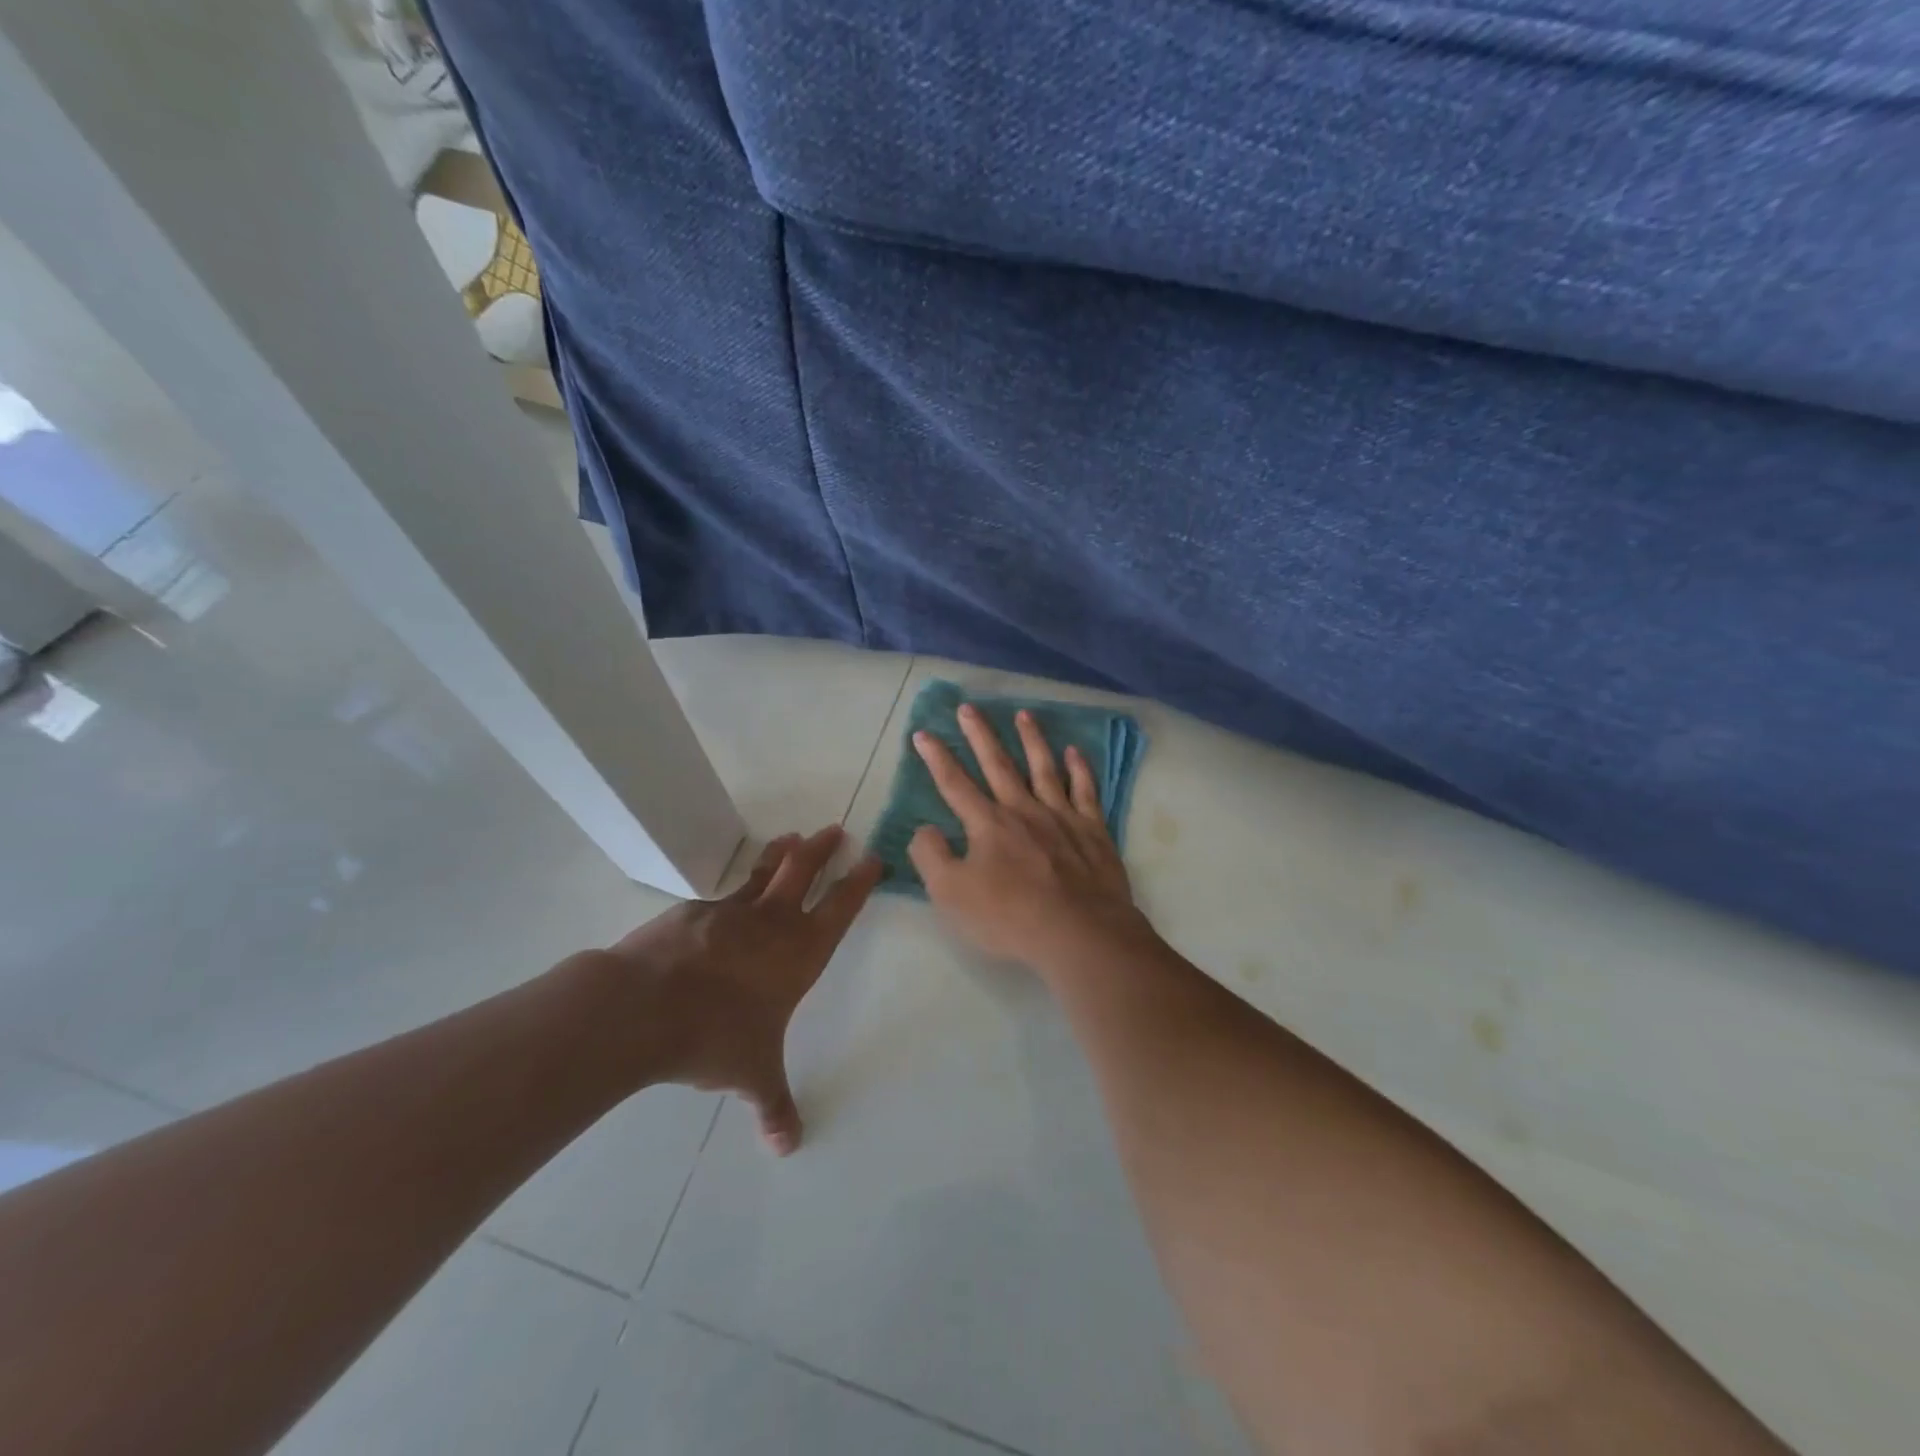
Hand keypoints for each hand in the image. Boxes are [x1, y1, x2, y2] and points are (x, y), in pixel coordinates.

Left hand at [591, 826, 881, 1154]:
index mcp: (800, 953)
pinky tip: (722, 905)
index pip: (840, 908)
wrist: (645, 1007)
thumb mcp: (753, 1074)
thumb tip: (788, 1147)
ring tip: (791, 837)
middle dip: (823, 850)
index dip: (858, 883)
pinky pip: (719, 900)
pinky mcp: (692, 913)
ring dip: (780, 854)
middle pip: (804, 873)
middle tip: (835, 829)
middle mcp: (771, 924)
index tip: (872, 859)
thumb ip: (773, 1106)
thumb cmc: (716, 1037)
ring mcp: (730, 913)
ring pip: (763, 874)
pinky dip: (729, 894)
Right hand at [907, 704, 1148, 975]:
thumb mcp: (951, 895)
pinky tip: (1075, 752)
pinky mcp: (1092, 830)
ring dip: (1032, 740)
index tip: (923, 733)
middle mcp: (1023, 810)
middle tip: (968, 707)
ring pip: (1043, 768)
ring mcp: (1061, 816)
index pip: (954, 784)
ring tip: (1023, 715)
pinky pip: (1085, 791)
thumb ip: (931, 857)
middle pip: (997, 764)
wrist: (1080, 933)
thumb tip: (925, 828)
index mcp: (988, 824)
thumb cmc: (1010, 918)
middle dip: (980, 735)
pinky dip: (1080, 769)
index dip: (936, 758)